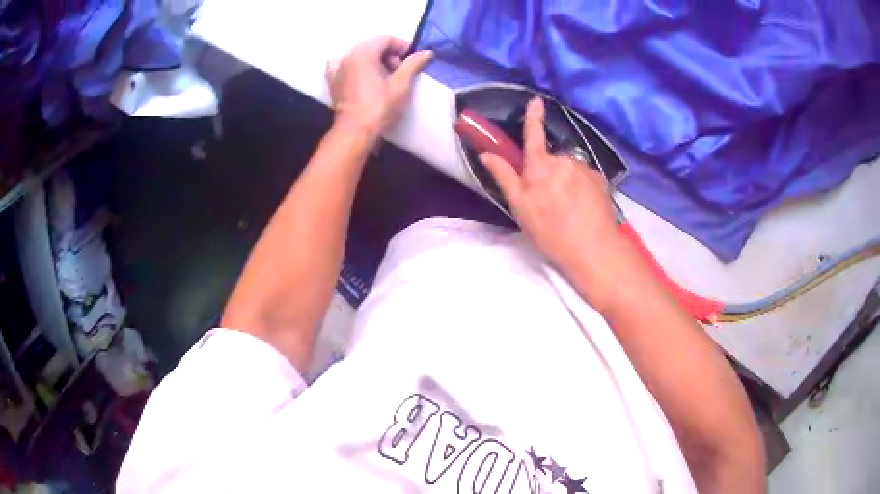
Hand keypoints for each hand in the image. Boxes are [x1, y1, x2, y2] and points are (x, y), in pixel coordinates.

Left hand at [326, 36, 432, 139]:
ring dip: (375, 61)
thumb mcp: (401, 85)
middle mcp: (348, 57)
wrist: (355, 132)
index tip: (411, 60)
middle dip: (389, 55)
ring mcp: (337, 69)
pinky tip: (361, 75)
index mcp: (363, 54)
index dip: (401, 46)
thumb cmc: (379, 107)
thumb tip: (427, 52)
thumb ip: (413, 65)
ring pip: (360, 56)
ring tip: (385, 78)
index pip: (385, 39)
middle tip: (400, 72)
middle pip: (372, 46)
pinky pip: (343, 66)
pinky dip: (354, 67)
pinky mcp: (333, 82)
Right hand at [480, 98, 627, 299]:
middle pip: (552, 159)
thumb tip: (486, 154)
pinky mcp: (601, 179)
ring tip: (568, 209)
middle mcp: (564, 160)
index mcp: (540, 166)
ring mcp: (585, 168)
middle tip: (548, 201)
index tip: (535, 100)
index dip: (533, 116)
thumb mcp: (520, 208)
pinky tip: (583, 208)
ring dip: (566, 181)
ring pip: (570, 169)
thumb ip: (504, 177)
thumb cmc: (551, 231)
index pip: (533, 135)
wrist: (594, 249)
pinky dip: (582, 187)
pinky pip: (585, 177)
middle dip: (548, 172)